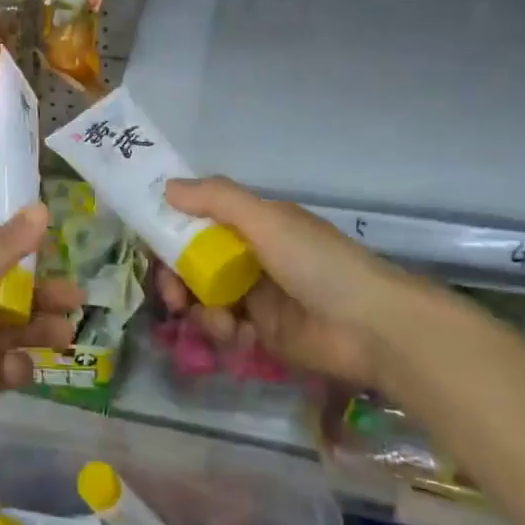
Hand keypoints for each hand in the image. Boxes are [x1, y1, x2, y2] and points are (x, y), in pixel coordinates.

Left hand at [0, 203, 80, 453]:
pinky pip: (1, 369)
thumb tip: (42, 206)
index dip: (25, 257)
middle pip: (11, 297)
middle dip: (44, 298)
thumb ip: (7, 247)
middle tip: (77, 302)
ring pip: (11, 332)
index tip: (57, 258)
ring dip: (37, 331)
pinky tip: (16, 369)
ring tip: (64, 336)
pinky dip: (13, 368)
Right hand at [164, 177, 427, 386]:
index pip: (200, 221)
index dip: (172, 230)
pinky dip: (223, 332)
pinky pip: (225, 329)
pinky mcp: (264, 335)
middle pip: (195, 263)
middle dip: (176, 278)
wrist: (374, 328)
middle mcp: (251, 257)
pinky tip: (236, 336)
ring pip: (205, 298)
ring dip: (199, 309)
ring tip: (214, 321)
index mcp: (255, 225)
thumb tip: (166, 188)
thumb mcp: (266, 220)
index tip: (150, 244)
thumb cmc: (318, 263)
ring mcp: (257, 297)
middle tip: (172, 295)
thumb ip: (215, 199)